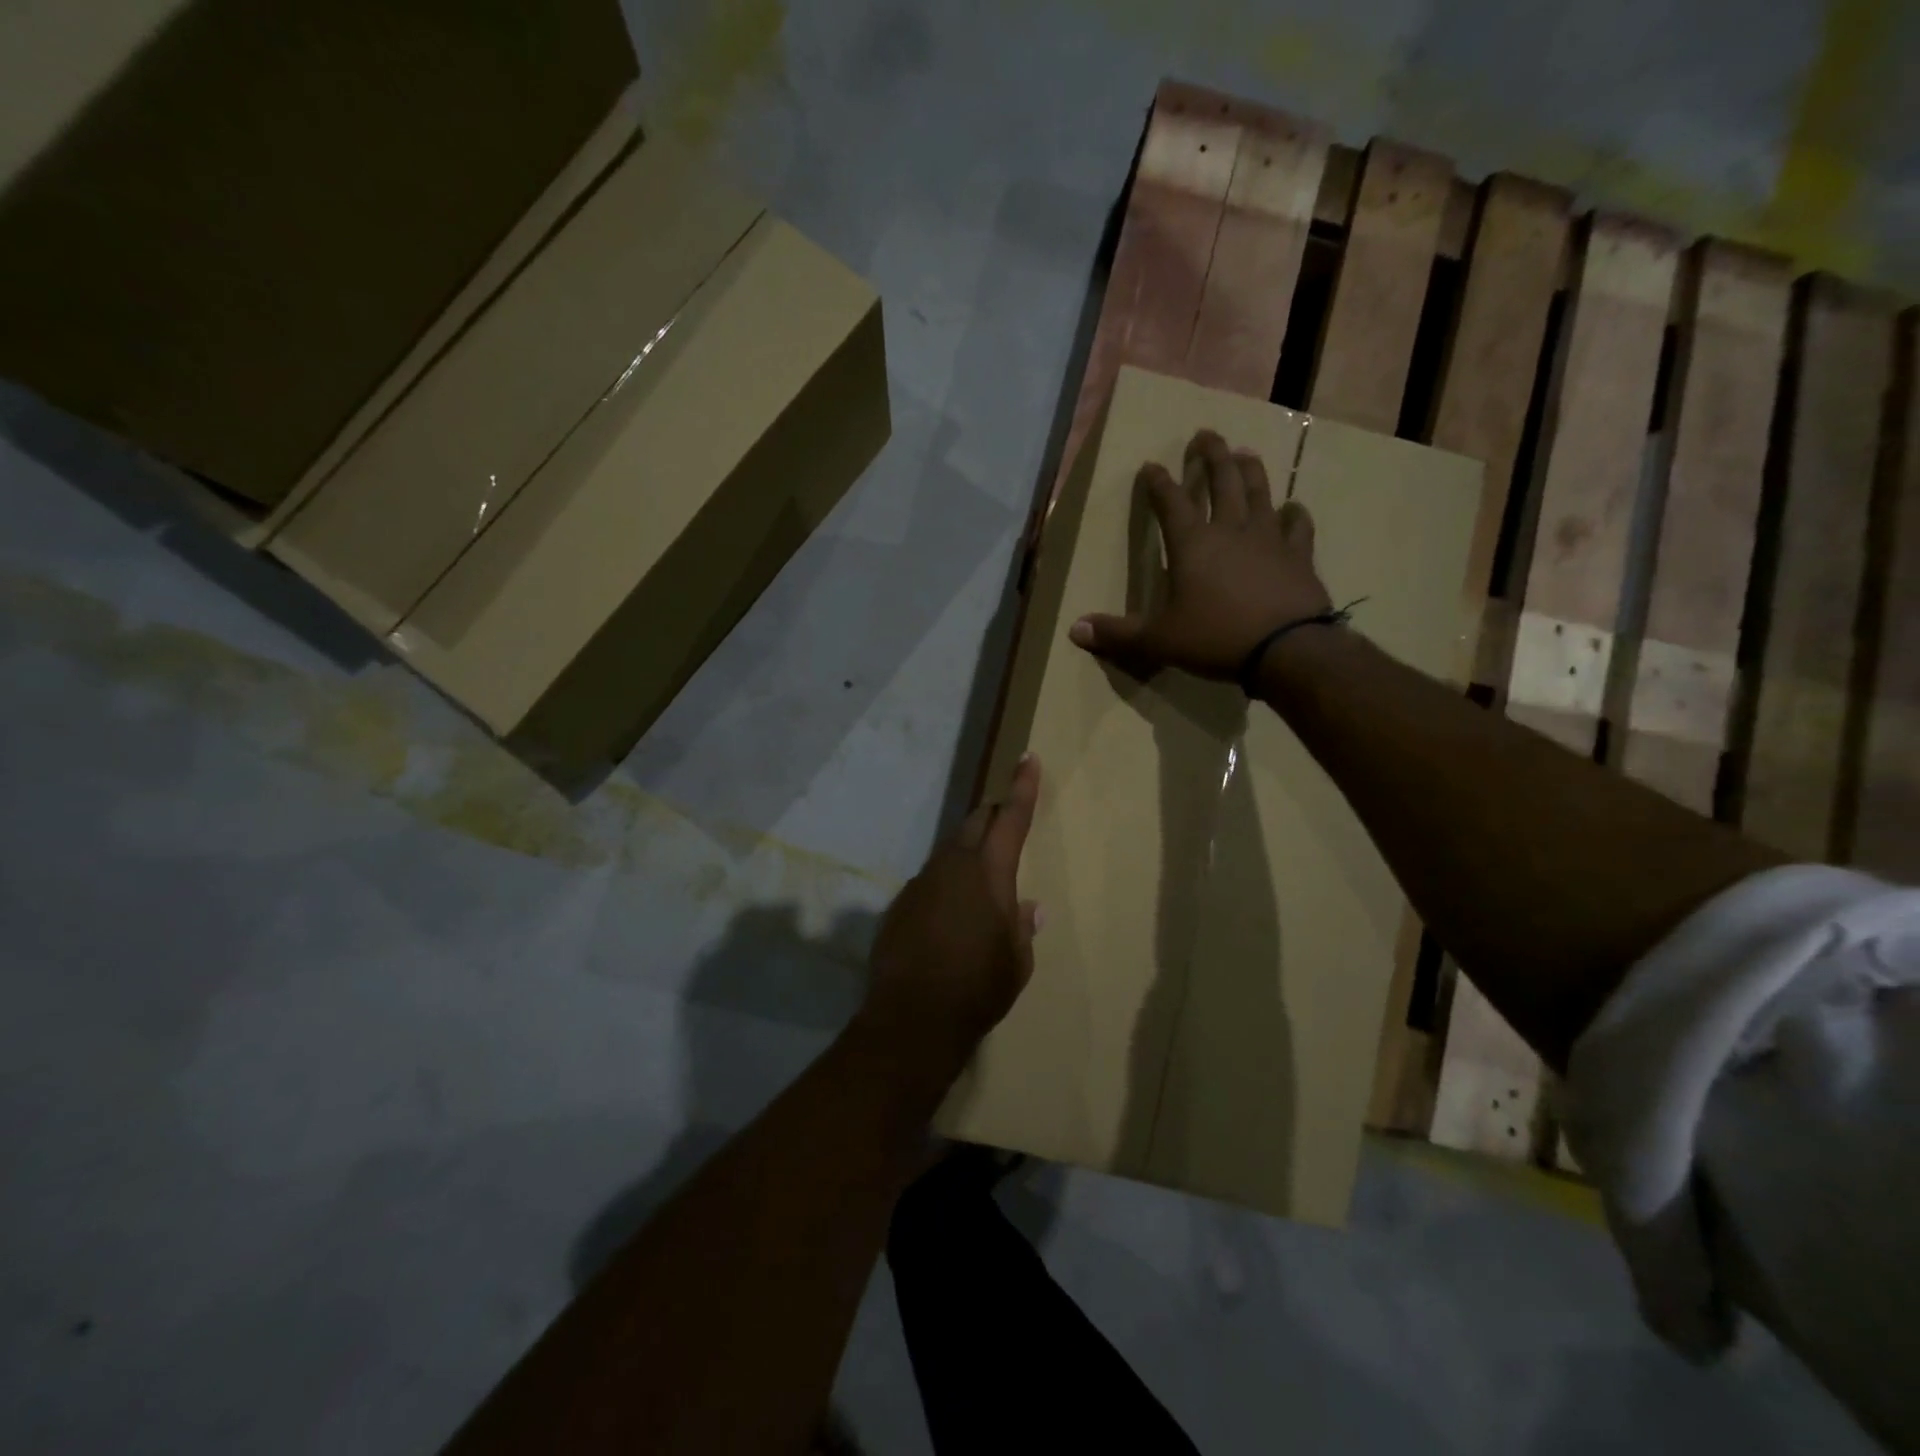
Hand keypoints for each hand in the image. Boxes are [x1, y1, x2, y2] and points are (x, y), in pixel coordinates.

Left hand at [860, 753, 1042, 1071]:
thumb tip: (1029, 907)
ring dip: (967, 854)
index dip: (1022, 787)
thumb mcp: (1016, 962)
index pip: (1011, 818)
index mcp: (990, 873)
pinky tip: (948, 914)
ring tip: (979, 878)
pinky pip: (929, 881)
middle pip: (975, 825)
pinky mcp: (900, 903)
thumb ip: (1022, 927)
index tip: (1028, 758)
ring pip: (950, 852)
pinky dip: (944, 884)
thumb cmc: (979, 989)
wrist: (913, 1018)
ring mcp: (921, 882)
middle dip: (993, 817)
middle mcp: (953, 866)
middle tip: (1005, 821)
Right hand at [1069, 429, 1330, 680]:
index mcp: (1192, 544)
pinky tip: (1293, 508)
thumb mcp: (1158, 641)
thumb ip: (1118, 634)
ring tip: (1245, 453)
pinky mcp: (1299, 556)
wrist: (1286, 649)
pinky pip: (1297, 527)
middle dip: (1211, 456)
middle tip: (1206, 434)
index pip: (1170, 503)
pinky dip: (1294, 515)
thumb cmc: (1215, 638)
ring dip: (1250, 470)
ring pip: (1259, 493)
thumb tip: (1075, 630)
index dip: (1158, 483)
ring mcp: (1269, 539)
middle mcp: (1230, 530)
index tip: (1150, 465)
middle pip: (1221, 482)